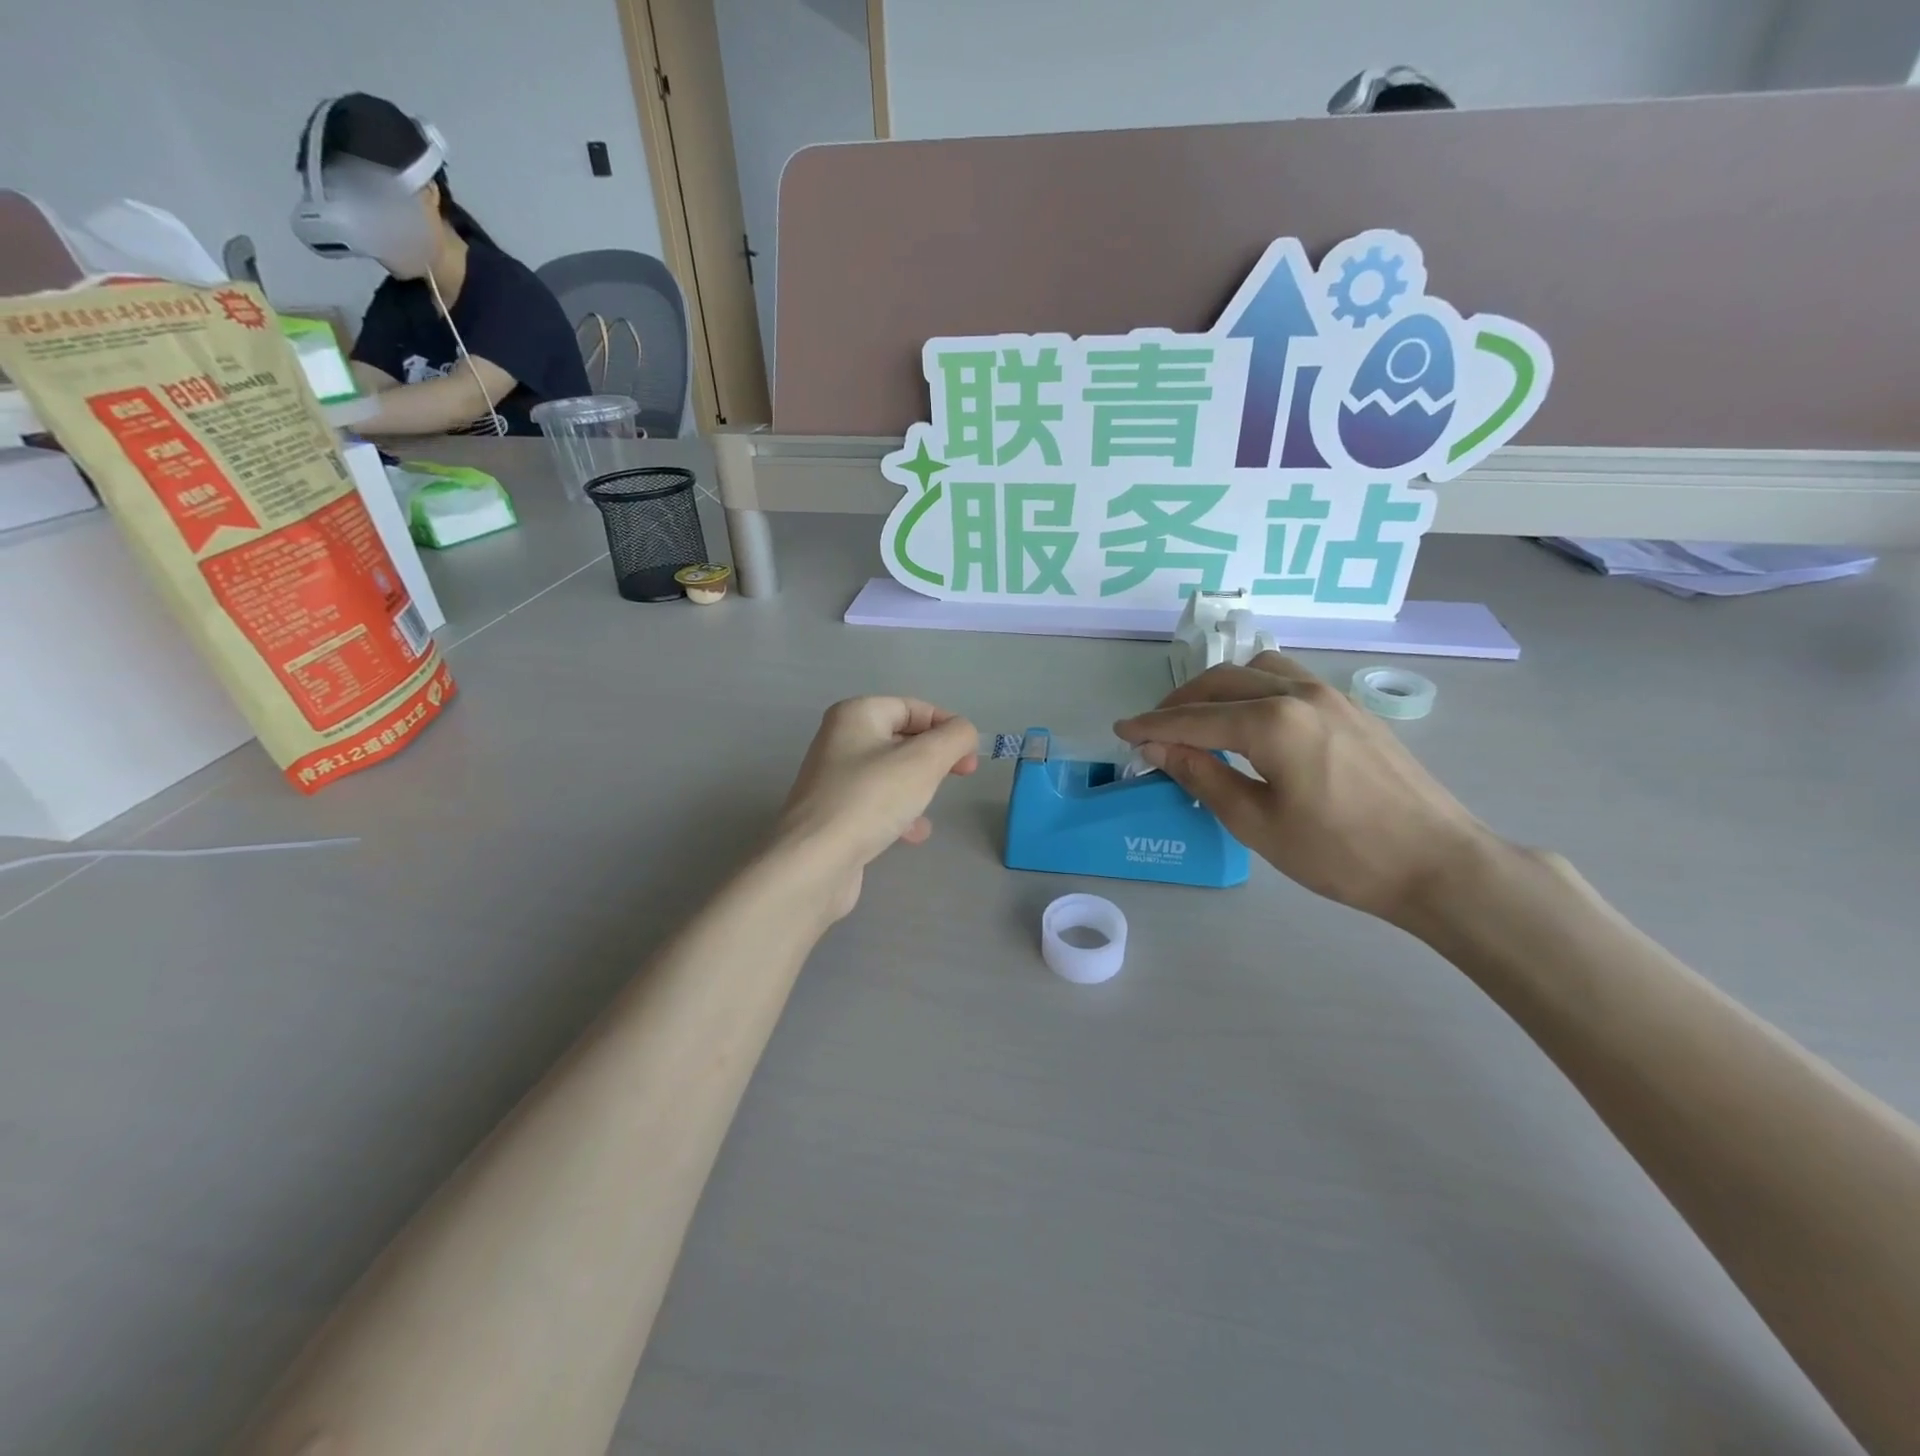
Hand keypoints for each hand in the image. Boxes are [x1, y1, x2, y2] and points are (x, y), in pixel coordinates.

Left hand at [776, 697, 978, 920]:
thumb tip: (964, 732)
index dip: (947, 726)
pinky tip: (912, 834)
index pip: (913, 707)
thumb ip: (954, 738)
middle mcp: (840, 740)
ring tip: (929, 807)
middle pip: (901, 739)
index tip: (970, 755)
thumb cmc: (870, 800)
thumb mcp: (924, 761)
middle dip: (934, 757)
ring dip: (918, 788)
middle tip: (962, 775)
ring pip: (891, 773)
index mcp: (856, 715)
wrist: (814, 863)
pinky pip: (876, 803)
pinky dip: (899, 813)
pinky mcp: (834, 814)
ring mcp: (834, 779)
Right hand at [1115, 653, 1492, 923]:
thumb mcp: (1257, 823)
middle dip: (1180, 702)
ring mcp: (1331, 696)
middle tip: (1154, 730)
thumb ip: (1203, 776)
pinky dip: (1254, 689)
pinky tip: (1250, 719)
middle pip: (1222, 681)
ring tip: (1201, 719)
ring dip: (1220, 687)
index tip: (1121, 730)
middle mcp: (1299, 693)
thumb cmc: (1341, 854)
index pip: (1194, 717)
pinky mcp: (1351, 709)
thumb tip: (1159, 747)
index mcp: (1272, 722)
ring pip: (1258, 670)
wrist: (1438, 864)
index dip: (1152, 725)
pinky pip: (1288, 680)